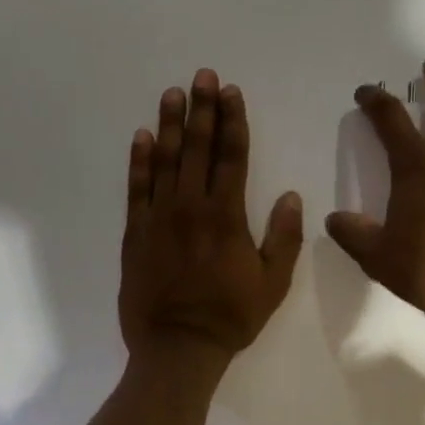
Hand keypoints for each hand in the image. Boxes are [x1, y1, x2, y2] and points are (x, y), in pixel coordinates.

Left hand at [119, 69, 304, 371]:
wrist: (177, 348)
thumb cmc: (231, 316)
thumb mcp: (273, 282)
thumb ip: (284, 237)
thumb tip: (289, 195)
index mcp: (227, 216)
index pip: (232, 157)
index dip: (233, 121)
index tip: (232, 93)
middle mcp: (191, 207)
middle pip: (198, 148)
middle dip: (203, 109)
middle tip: (203, 76)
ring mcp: (158, 217)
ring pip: (165, 160)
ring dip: (171, 124)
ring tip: (173, 93)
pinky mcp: (135, 232)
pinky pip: (136, 188)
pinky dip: (139, 160)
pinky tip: (142, 136)